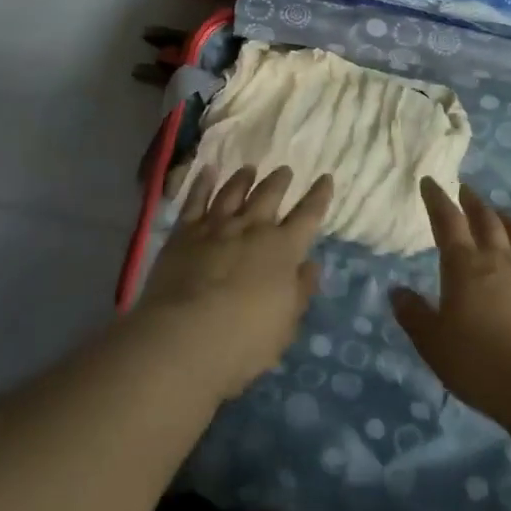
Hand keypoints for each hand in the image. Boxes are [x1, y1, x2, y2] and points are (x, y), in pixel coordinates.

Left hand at [137, 165, 331, 400]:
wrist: (185, 337)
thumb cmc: (244, 340)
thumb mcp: (286, 324)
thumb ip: (300, 291)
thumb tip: (311, 265)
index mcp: (283, 249)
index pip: (308, 215)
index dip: (319, 196)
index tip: (325, 178)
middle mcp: (253, 228)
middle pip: (269, 195)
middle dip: (280, 181)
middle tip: (285, 170)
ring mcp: (216, 226)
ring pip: (233, 192)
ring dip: (244, 178)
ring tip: (249, 169)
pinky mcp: (185, 233)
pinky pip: (195, 200)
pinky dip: (203, 183)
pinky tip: (207, 171)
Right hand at [390, 179, 510, 423]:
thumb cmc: (479, 363)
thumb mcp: (433, 344)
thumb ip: (414, 315)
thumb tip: (396, 291)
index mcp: (464, 265)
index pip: (448, 220)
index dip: (437, 199)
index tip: (430, 182)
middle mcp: (498, 259)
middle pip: (485, 219)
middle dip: (472, 201)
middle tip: (464, 191)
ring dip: (503, 217)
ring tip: (496, 212)